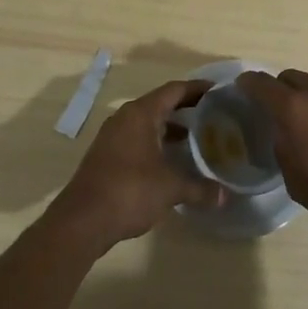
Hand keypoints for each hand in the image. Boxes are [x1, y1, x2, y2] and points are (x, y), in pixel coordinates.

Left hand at [46, 80, 221, 252]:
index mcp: (141, 114)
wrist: (82, 220)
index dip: (197, 89)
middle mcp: (125, 118)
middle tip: (212, 115)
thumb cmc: (129, 191)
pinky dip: (156, 142)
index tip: (217, 91)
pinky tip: (170, 160)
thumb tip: (225, 196)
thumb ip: (199, 188)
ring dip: (170, 127)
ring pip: (147, 122)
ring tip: (196, 138)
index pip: (174, 90)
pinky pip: (137, 138)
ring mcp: (113, 136)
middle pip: (160, 103)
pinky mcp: (107, 154)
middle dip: (186, 108)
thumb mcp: (170, 188)